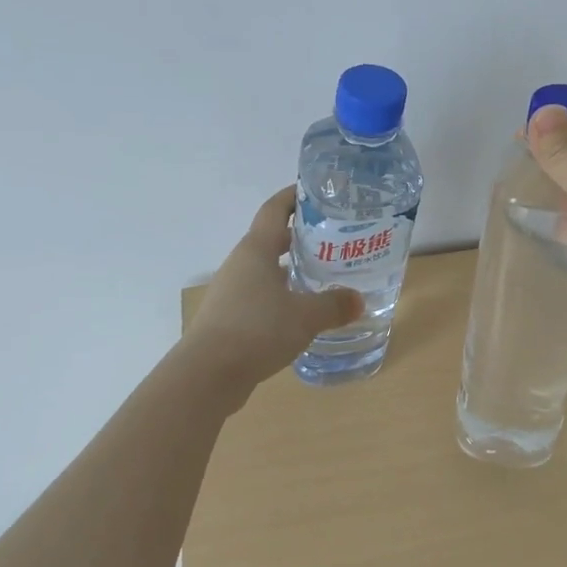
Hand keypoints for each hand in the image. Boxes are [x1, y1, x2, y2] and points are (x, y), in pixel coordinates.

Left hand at [185, 187, 363, 387]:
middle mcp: (240, 264)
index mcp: (256, 250)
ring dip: (290, 268)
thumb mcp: (305, 316)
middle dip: (299, 236)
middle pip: (271, 239)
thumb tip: (359, 300)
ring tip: (322, 275)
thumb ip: (334, 305)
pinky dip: (280, 295)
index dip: (293, 196)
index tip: (316, 191)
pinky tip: (299, 312)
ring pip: (265, 269)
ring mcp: (231, 292)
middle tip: (332, 239)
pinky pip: (259, 296)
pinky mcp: (228, 318)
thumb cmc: (256, 330)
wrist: (206, 375)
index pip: (274, 209)